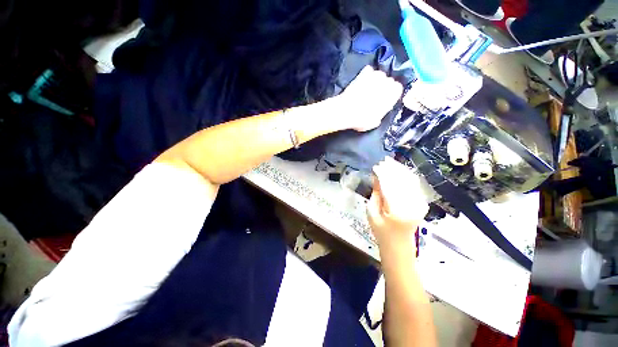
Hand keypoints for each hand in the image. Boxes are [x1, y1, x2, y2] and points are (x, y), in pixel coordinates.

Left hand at [335, 66, 402, 131]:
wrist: (345, 111)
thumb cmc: (362, 119)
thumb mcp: (375, 122)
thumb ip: (382, 112)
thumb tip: (380, 111)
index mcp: (394, 93)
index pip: (398, 89)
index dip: (390, 95)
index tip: (384, 100)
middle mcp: (388, 81)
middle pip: (388, 81)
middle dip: (383, 87)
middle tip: (374, 96)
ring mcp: (375, 74)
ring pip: (379, 75)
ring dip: (375, 81)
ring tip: (367, 90)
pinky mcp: (363, 72)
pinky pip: (368, 71)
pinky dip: (366, 75)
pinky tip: (361, 83)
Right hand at [367, 157, 429, 245]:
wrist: (398, 245)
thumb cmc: (381, 231)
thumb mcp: (372, 213)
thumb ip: (375, 193)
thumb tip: (377, 176)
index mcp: (396, 211)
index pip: (390, 186)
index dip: (383, 174)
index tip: (376, 166)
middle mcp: (411, 206)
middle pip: (402, 181)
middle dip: (392, 169)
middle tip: (383, 161)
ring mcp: (419, 204)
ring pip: (410, 181)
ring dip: (400, 170)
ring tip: (390, 162)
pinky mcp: (422, 203)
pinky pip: (415, 185)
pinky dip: (407, 176)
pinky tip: (399, 170)